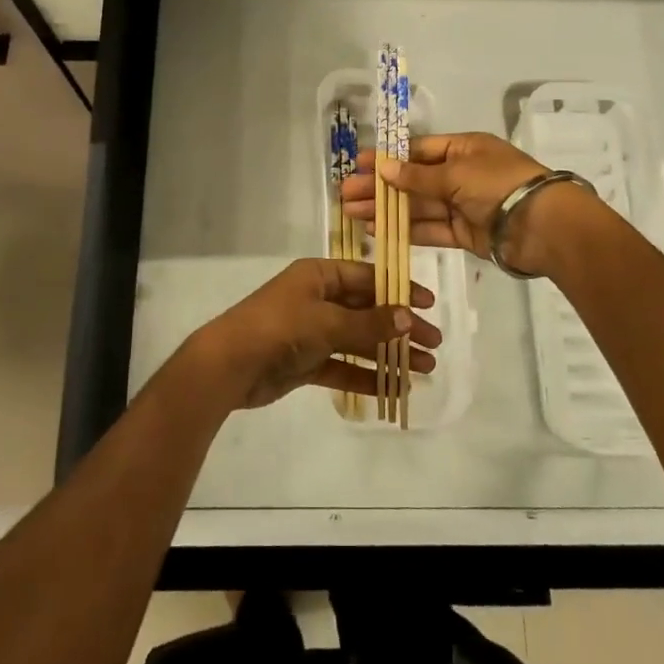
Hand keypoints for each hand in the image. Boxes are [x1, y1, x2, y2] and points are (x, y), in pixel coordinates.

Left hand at [186, 258, 441, 409]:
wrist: (229, 365)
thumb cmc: (279, 328)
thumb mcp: (327, 321)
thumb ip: (368, 323)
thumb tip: (407, 317)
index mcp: (319, 276)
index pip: (368, 277)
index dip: (399, 290)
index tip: (429, 305)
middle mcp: (317, 299)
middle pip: (367, 310)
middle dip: (400, 326)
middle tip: (434, 344)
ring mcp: (311, 331)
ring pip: (358, 340)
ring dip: (389, 353)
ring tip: (424, 369)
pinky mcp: (306, 362)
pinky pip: (344, 366)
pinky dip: (366, 376)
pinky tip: (394, 388)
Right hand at [340, 132, 598, 276]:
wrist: (542, 226)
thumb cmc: (498, 185)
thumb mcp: (455, 173)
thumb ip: (417, 176)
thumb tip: (383, 169)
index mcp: (464, 149)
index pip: (418, 151)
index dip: (388, 158)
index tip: (359, 165)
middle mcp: (462, 174)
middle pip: (413, 180)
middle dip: (380, 187)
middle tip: (346, 194)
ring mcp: (463, 205)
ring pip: (418, 206)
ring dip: (387, 209)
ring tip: (352, 214)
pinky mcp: (465, 234)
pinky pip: (430, 229)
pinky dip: (406, 229)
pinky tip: (379, 230)